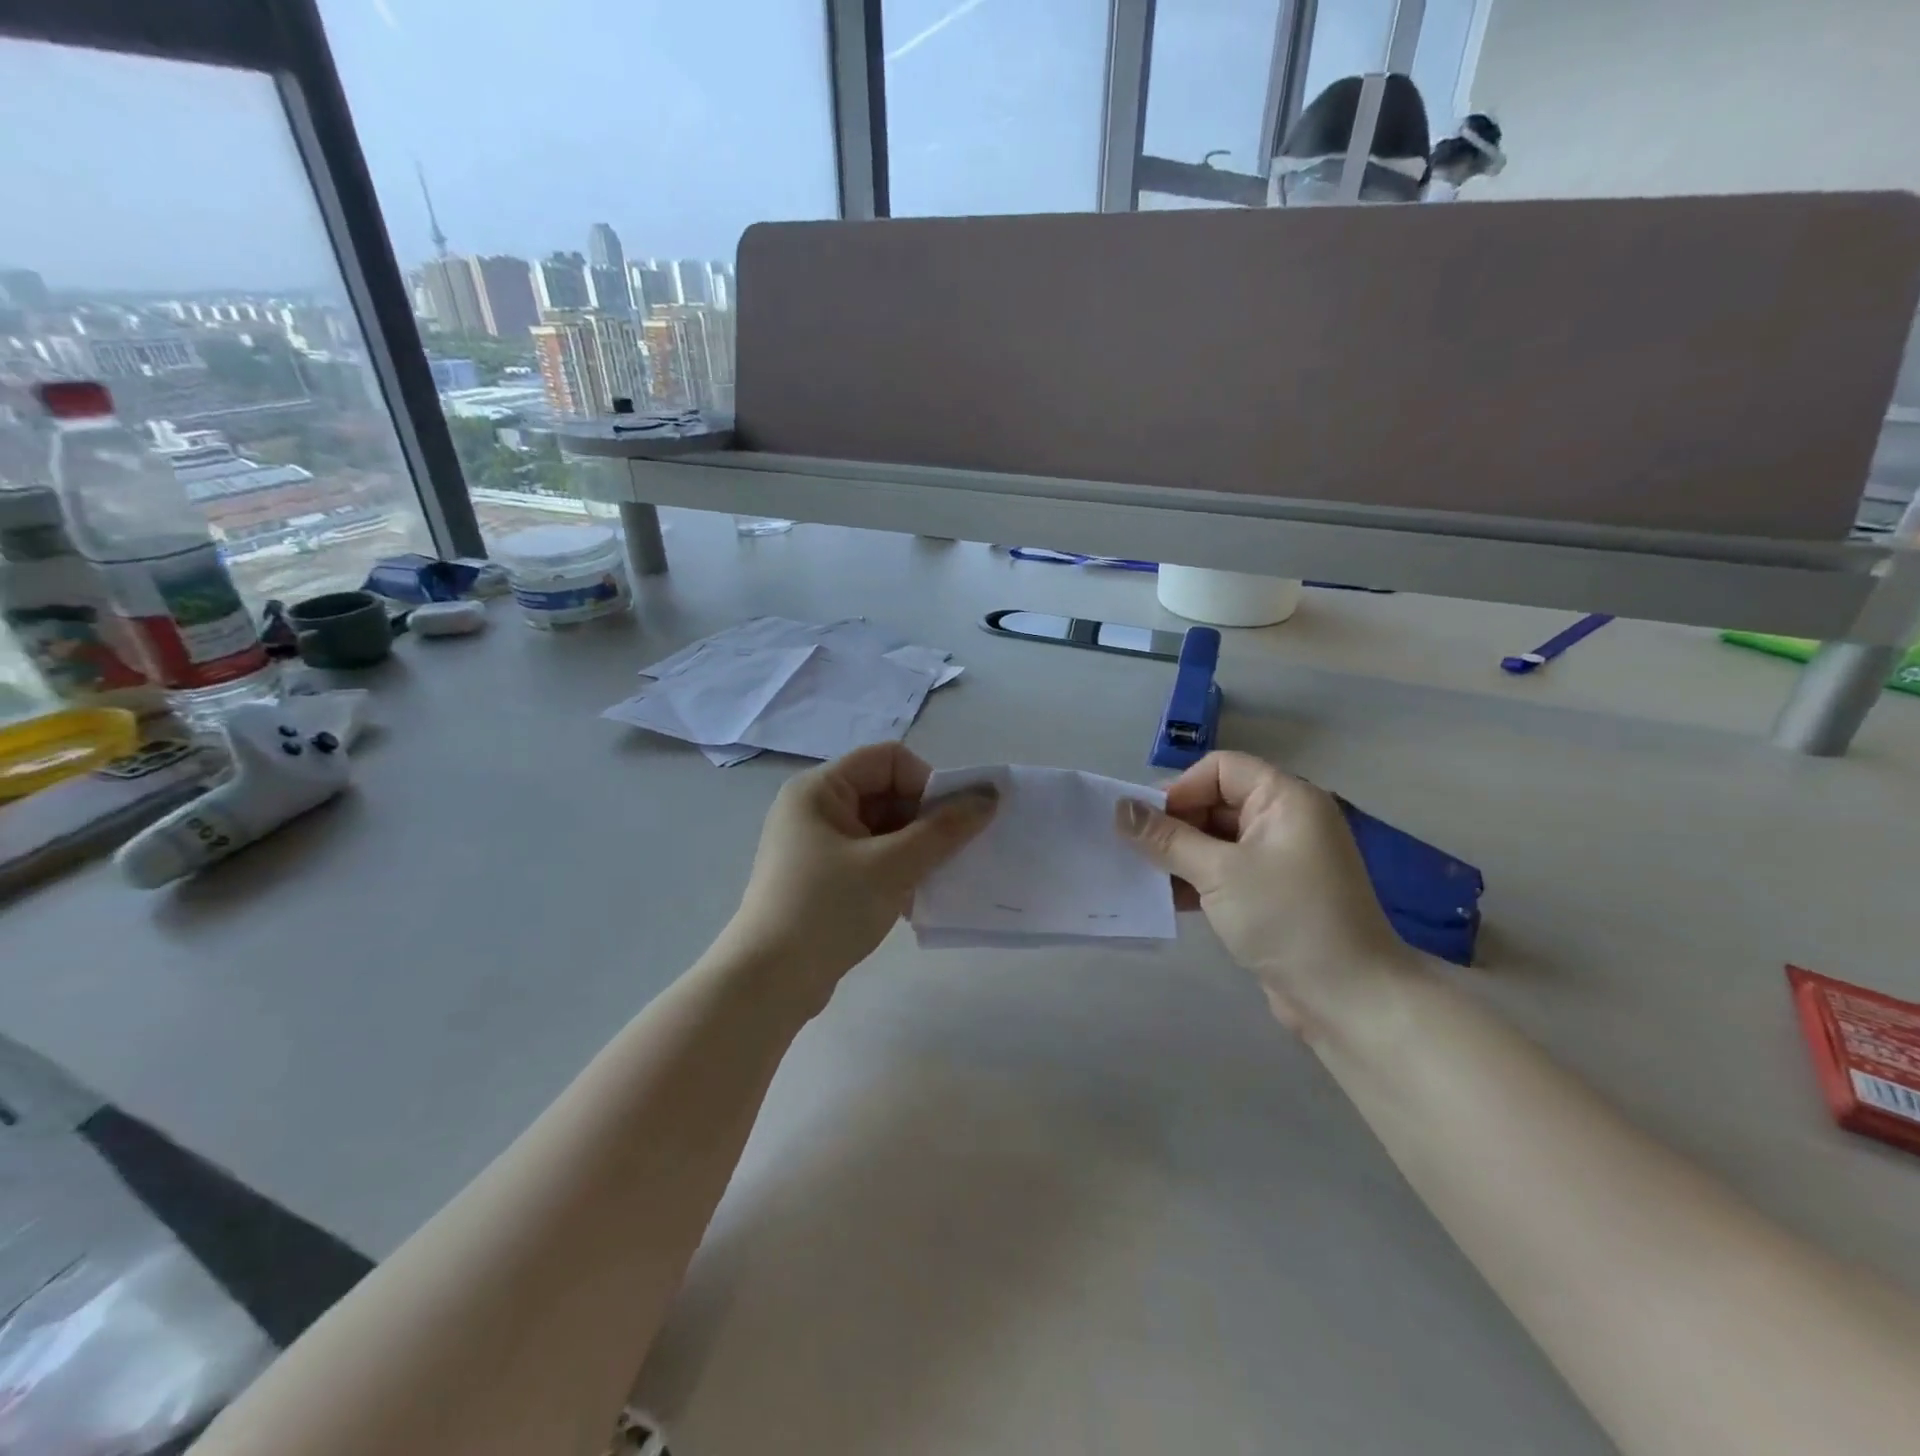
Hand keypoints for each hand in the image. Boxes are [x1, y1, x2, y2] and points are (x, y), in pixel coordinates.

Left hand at [722, 743, 997, 1004]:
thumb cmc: (828, 909)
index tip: (949, 823)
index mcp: (820, 789)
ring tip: (935, 880)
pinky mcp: (820, 878)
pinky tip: (913, 901)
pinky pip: (870, 858)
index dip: (926, 782)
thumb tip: (989, 797)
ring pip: (882, 829)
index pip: (889, 760)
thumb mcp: (893, 865)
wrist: (768, 983)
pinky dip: (896, 871)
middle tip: (951, 854)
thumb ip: (944, 829)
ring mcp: (815, 845)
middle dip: (924, 820)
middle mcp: (814, 807)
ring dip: (914, 849)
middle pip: (886, 793)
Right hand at [1115, 752, 1419, 1037]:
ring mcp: (1283, 859)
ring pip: (1218, 840)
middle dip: (1175, 824)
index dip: (1181, 789)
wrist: (1348, 999)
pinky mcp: (1275, 893)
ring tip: (1144, 875)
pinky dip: (1199, 879)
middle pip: (1217, 802)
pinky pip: (1228, 870)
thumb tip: (1120, 808)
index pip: (1221, 769)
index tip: (1148, 823)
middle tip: (1136, 850)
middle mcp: (1287, 820)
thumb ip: (1166, 838)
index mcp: (1286, 798)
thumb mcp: (1218, 873)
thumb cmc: (1286, 919)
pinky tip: (1168, 898)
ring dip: (1181, 855)